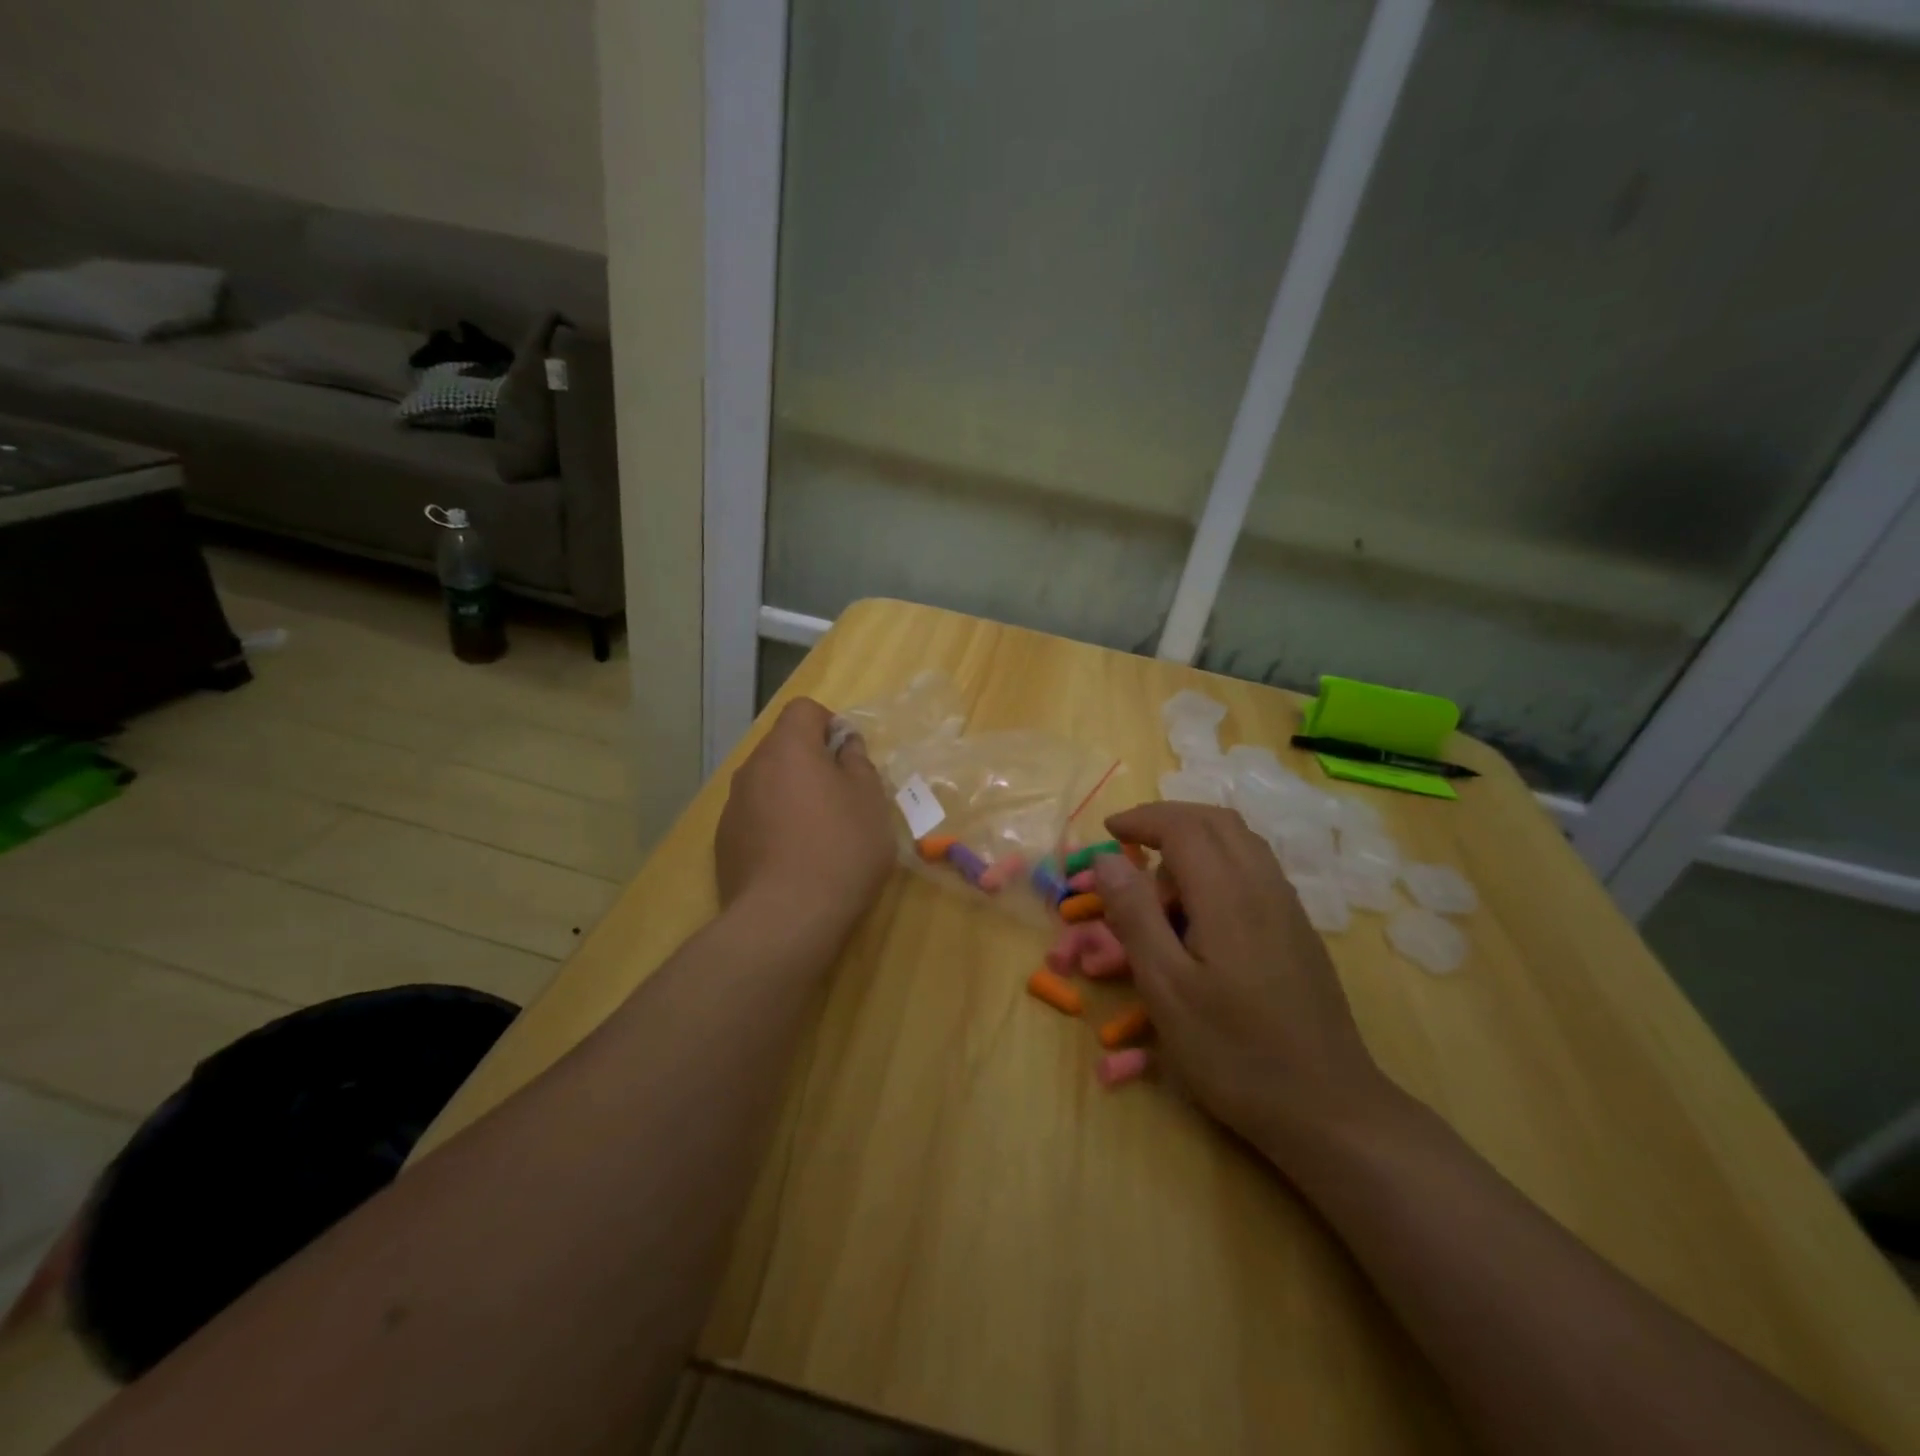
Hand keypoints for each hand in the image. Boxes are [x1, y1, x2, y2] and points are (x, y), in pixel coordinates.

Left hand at [715, 698, 896, 937]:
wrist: (785, 918)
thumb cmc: (840, 849)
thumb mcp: (870, 801)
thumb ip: (858, 763)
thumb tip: (845, 745)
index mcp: (788, 748)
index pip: (804, 709)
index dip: (830, 724)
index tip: (849, 757)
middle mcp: (752, 768)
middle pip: (783, 747)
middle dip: (812, 762)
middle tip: (842, 798)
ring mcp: (733, 806)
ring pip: (768, 784)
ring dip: (792, 794)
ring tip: (818, 834)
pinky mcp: (724, 842)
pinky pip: (755, 816)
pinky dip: (774, 824)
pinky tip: (793, 860)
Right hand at [1092, 802, 1392, 1162]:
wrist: (1329, 1108)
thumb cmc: (1234, 1052)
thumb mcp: (1166, 989)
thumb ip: (1135, 915)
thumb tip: (1108, 858)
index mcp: (1228, 895)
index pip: (1183, 826)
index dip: (1142, 819)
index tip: (1109, 831)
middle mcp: (1264, 886)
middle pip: (1217, 821)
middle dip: (1168, 819)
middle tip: (1130, 840)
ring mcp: (1288, 907)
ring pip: (1240, 842)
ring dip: (1195, 839)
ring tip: (1159, 878)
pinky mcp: (1298, 929)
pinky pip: (1255, 869)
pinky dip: (1218, 862)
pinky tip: (1200, 909)